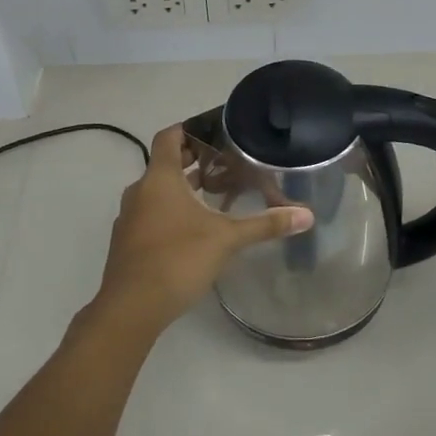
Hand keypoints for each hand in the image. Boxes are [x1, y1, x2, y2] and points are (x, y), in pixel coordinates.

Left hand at [92, 123, 312, 338]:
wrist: (131, 307)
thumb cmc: (178, 259)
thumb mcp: (226, 239)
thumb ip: (265, 224)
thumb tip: (307, 215)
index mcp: (159, 178)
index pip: (169, 137)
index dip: (189, 128)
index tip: (213, 130)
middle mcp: (139, 191)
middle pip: (165, 164)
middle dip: (194, 161)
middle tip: (225, 163)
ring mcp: (129, 217)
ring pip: (158, 191)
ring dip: (183, 188)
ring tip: (215, 194)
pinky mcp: (128, 242)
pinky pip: (151, 213)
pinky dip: (171, 211)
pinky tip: (195, 229)